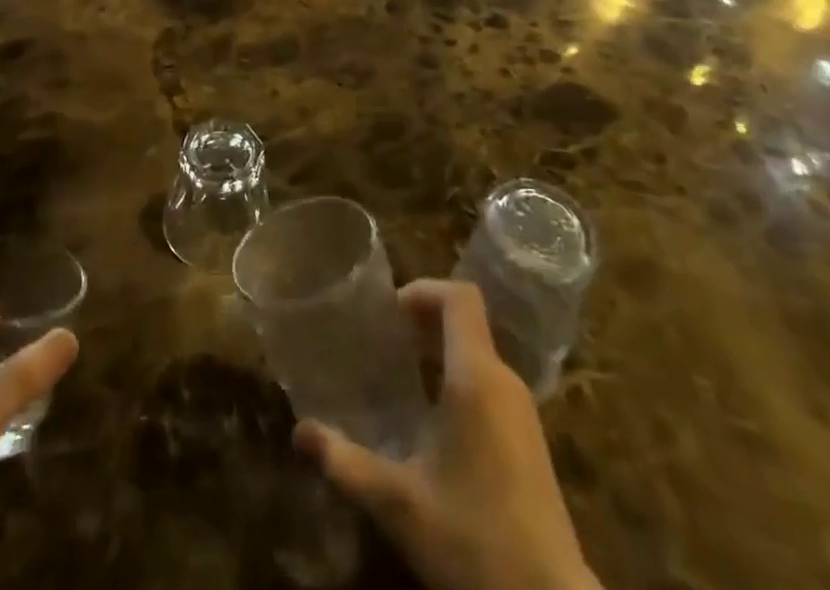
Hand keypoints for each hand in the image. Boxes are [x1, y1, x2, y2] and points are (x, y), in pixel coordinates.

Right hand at [294, 280, 599, 589]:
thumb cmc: (473, 540)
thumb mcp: (398, 503)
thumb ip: (345, 462)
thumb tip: (299, 432)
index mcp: (477, 377)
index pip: (460, 297)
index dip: (423, 290)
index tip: (387, 313)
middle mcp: (505, 382)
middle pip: (465, 322)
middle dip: (422, 321)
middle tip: (381, 342)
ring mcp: (523, 413)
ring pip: (478, 354)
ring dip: (438, 352)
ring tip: (398, 376)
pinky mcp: (530, 441)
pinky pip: (489, 384)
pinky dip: (456, 379)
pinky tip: (429, 420)